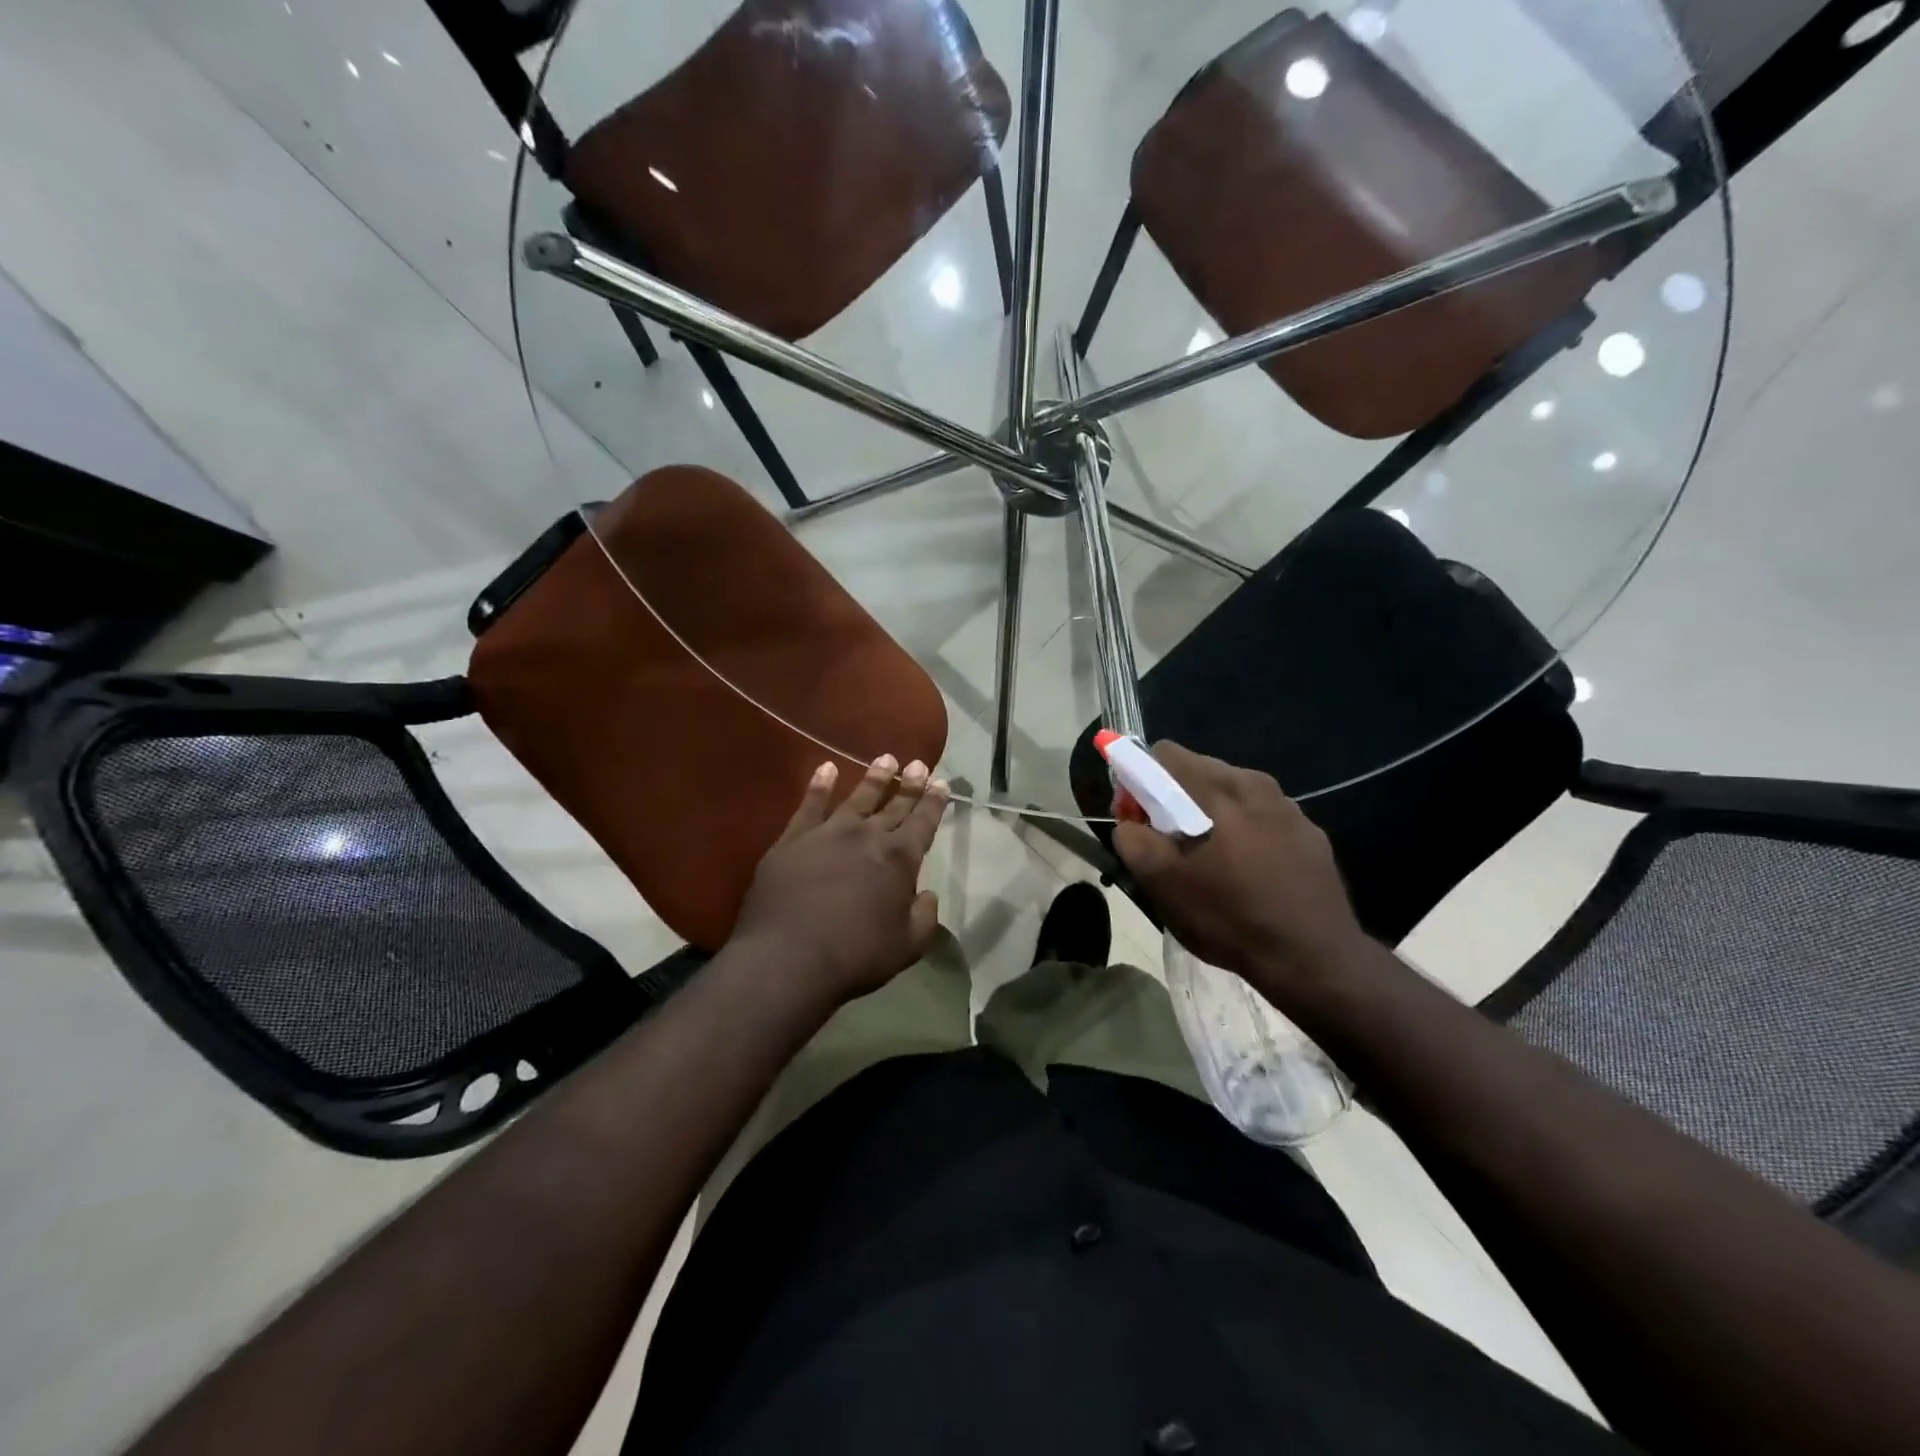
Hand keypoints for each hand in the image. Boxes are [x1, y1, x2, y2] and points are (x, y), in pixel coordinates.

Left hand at [730, 755, 948, 1009]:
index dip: (934, 802)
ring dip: (874, 777)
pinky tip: (826, 768)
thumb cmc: (856, 956)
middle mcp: (868, 836)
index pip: (923, 822)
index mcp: (900, 859)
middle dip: (909, 784)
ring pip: (857, 797)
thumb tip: (926, 894)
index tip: (942, 783)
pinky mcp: (793, 839)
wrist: (788, 958)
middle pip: (894, 804)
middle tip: (918, 763)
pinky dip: (820, 784)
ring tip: (886, 758)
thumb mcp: (908, 946)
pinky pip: (810, 804)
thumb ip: (924, 916)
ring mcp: (828, 832)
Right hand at [1111, 742, 1367, 997]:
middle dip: (1174, 799)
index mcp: (1218, 788)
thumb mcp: (1162, 884)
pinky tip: (1247, 873)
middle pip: (1198, 770)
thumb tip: (1130, 822)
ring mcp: (1290, 807)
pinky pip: (1261, 816)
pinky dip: (1243, 831)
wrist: (1315, 960)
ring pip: (1231, 793)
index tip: (1139, 821)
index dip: (1139, 782)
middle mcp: (1256, 783)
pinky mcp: (1311, 833)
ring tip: (1210, 862)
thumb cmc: (1230, 918)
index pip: (1164, 754)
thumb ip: (1133, 840)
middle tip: (1170, 845)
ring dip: (1210, 815)